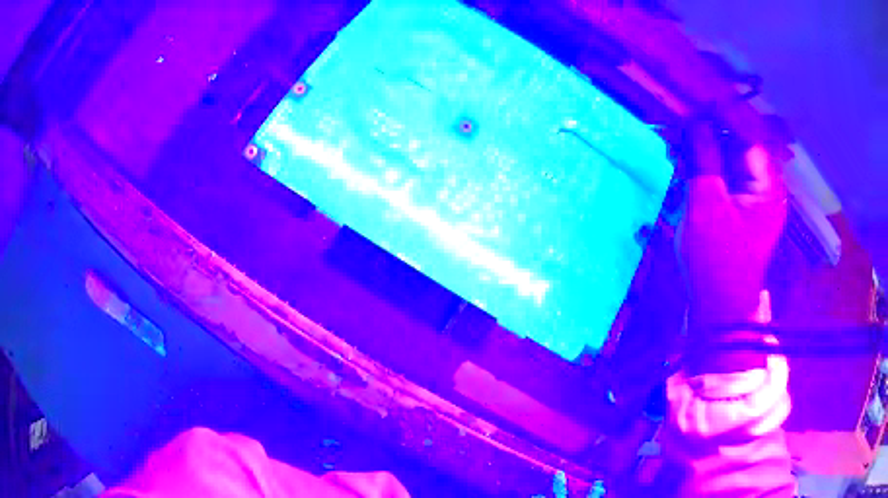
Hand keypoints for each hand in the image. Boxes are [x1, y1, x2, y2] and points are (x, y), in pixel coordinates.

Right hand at [677, 121, 786, 331]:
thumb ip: (705, 156)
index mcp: (768, 185)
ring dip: (707, 154)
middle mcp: (767, 189)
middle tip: (682, 129)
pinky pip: (728, 181)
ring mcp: (756, 202)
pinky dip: (710, 172)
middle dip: (711, 136)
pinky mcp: (743, 213)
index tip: (693, 105)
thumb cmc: (716, 258)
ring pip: (732, 163)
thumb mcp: (707, 202)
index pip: (746, 134)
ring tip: (680, 149)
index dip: (720, 116)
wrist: (718, 309)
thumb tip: (697, 120)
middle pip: (740, 147)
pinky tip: (688, 169)